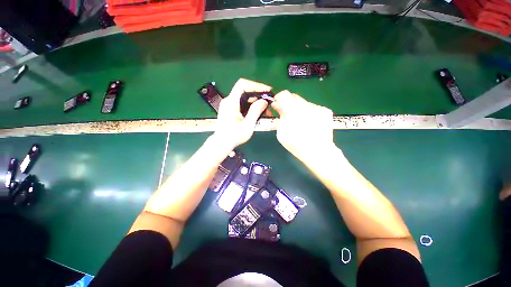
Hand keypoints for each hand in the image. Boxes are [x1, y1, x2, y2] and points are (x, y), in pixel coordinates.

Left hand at [212, 78, 270, 148]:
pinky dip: (250, 105)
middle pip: (244, 90)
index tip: (266, 90)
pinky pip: (242, 102)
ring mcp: (228, 105)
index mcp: (231, 102)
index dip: (255, 85)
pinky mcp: (230, 109)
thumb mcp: (247, 125)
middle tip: (268, 101)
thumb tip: (264, 101)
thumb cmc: (234, 136)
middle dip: (258, 94)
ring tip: (265, 108)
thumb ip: (255, 112)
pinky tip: (257, 111)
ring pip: (244, 97)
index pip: (242, 84)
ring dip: (255, 101)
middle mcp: (228, 101)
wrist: (222, 143)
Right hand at [272, 90, 334, 162]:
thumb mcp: (282, 133)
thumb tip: (278, 106)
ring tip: (301, 122)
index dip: (279, 98)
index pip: (284, 95)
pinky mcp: (326, 111)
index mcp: (293, 112)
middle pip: (294, 97)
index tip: (278, 104)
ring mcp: (318, 108)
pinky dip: (309, 113)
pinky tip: (310, 124)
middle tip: (288, 114)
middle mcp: (306, 106)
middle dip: (289, 104)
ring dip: (299, 109)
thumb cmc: (296, 145)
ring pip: (304, 103)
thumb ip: (280, 116)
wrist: (319, 152)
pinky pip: (313, 108)